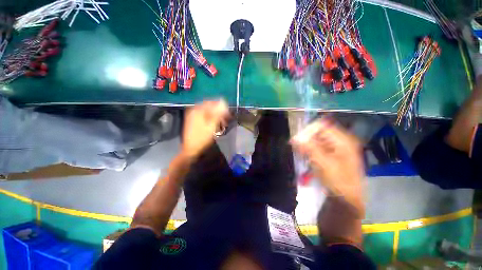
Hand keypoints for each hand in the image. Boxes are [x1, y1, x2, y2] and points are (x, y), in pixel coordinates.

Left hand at [182, 100, 229, 158]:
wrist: (191, 149)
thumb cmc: (202, 138)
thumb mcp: (212, 125)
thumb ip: (218, 113)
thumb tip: (223, 102)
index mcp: (197, 110)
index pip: (211, 102)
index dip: (221, 106)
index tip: (228, 113)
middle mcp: (194, 111)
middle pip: (209, 107)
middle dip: (219, 112)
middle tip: (225, 120)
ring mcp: (192, 116)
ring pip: (207, 112)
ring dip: (215, 116)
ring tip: (222, 124)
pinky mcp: (193, 121)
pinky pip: (204, 117)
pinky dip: (211, 119)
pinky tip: (215, 125)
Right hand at [291, 119, 363, 197]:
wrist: (348, 198)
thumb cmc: (339, 181)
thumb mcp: (323, 163)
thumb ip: (309, 148)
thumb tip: (294, 138)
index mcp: (343, 140)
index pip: (321, 127)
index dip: (308, 131)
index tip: (297, 140)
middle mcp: (341, 141)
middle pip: (319, 133)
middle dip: (307, 139)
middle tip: (297, 148)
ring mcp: (337, 147)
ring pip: (318, 140)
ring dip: (308, 145)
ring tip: (301, 153)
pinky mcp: (333, 154)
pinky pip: (319, 147)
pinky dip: (311, 150)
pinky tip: (307, 157)